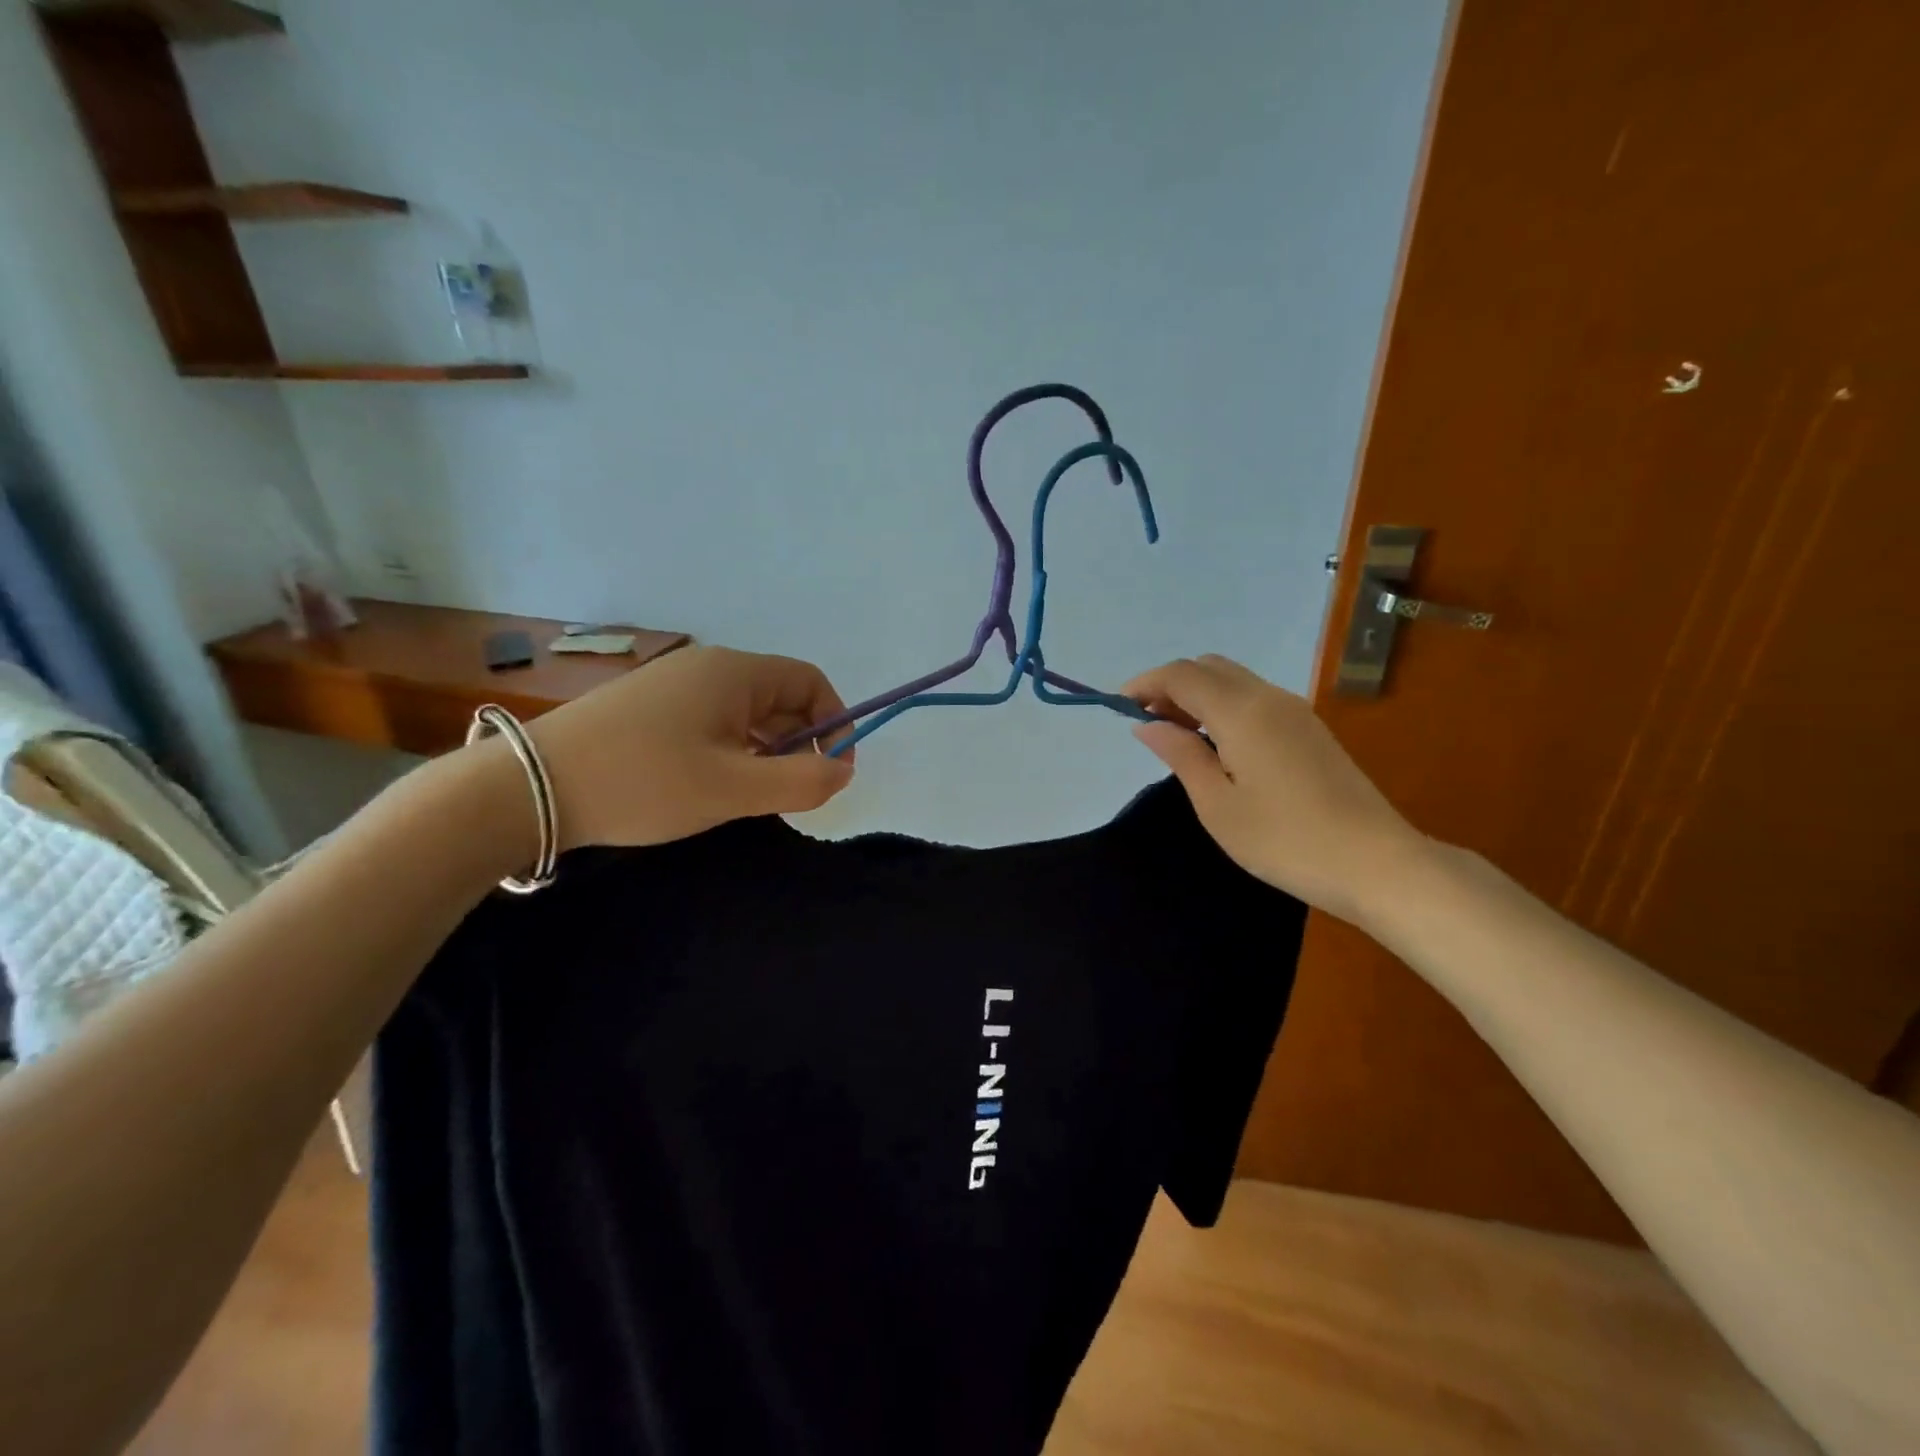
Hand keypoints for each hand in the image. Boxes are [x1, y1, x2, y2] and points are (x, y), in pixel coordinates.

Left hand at [525, 645, 853, 851]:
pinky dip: (730, 749)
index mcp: (734, 672)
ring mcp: (673, 684)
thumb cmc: (643, 782)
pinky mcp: (648, 706)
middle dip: (799, 742)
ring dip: (764, 749)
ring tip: (751, 794)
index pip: (810, 682)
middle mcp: (707, 667)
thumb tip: (842, 770)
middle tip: (790, 792)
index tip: (832, 771)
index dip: (834, 723)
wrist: (527, 788)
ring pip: (744, 711)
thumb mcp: (733, 789)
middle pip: (779, 695)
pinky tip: (712, 784)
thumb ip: (801, 781)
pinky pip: (712, 720)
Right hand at [1123, 654, 1423, 924]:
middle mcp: (1269, 697)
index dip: (1146, 683)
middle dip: (1171, 685)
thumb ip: (1181, 755)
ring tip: (1176, 735)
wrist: (1376, 863)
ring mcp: (1295, 711)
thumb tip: (1147, 725)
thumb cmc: (1285, 840)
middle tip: (1148, 723)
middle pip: (1209, 667)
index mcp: (1242, 712)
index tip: (1119, 707)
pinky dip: (1223, 706)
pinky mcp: (1310, 729)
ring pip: (1234, 680)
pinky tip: (1216, 744)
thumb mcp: (1217, 804)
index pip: (1182, 675)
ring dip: (1198, 695)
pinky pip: (1254, 698)